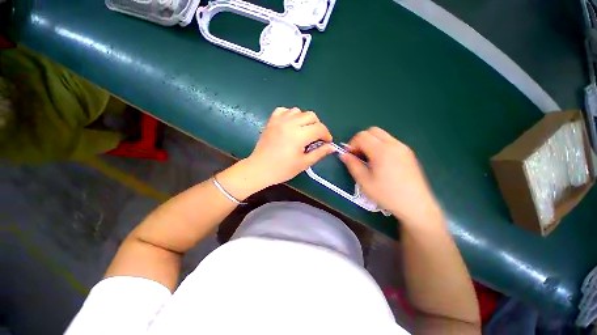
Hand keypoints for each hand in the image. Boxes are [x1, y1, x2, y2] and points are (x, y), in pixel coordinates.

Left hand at [245, 107, 334, 187]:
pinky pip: (284, 110)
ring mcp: (279, 120)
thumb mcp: (304, 163)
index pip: (319, 128)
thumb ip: (319, 153)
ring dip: (305, 120)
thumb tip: (332, 147)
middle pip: (311, 116)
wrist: (260, 169)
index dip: (326, 135)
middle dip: (317, 126)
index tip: (327, 142)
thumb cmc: (282, 169)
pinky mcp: (271, 121)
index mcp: (299, 135)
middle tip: (316, 137)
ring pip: (298, 111)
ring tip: (303, 131)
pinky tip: (290, 124)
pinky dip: (290, 115)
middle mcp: (290, 123)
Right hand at [340, 127, 441, 223]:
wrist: (415, 205)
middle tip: (358, 155)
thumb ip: (352, 165)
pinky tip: (381, 162)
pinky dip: (380, 146)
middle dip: (361, 140)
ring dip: (371, 142)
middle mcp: (393, 144)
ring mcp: (403, 147)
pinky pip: (390, 142)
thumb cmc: (387, 194)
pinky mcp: (408, 153)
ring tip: (369, 159)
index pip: (362, 136)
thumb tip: (343, 154)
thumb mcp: (364, 181)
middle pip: (372, 131)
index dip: (352, 144)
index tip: (350, 156)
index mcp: (381, 151)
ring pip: (382, 135)